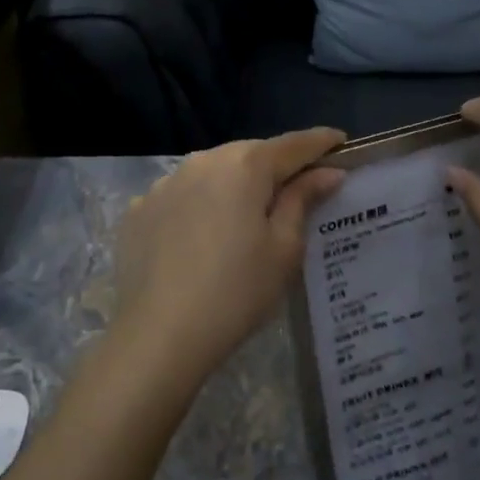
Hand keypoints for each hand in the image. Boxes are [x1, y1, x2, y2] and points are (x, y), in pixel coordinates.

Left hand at [110, 128, 344, 387]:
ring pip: (212, 172)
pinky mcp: (138, 209)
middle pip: (250, 154)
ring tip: (246, 215)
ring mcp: (164, 183)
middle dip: (275, 166)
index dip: (321, 143)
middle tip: (298, 187)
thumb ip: (303, 200)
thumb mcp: (283, 249)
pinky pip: (180, 195)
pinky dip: (198, 204)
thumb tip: (327, 172)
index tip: (341, 142)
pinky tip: (201, 237)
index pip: (293, 145)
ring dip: (234, 184)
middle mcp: (203, 161)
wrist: (158, 336)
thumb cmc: (236, 292)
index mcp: (245, 165)